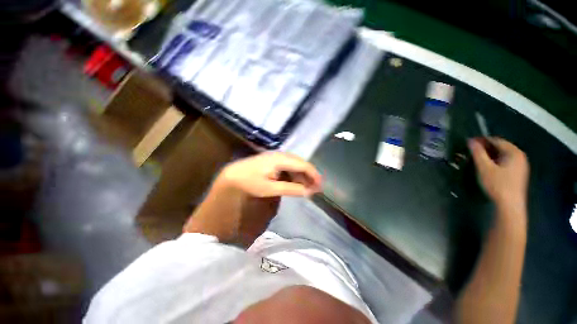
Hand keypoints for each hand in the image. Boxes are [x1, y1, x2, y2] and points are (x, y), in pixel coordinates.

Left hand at [184, 152, 321, 246]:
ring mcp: (277, 157)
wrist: (234, 175)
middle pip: (301, 164)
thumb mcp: (271, 188)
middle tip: (315, 189)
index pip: (303, 165)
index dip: (314, 175)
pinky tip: (296, 183)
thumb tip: (308, 191)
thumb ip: (291, 189)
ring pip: (296, 165)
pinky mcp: (274, 161)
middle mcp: (281, 155)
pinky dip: (295, 175)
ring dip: (302, 176)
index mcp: (281, 159)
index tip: (320, 186)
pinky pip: (289, 166)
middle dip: (309, 176)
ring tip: (307, 188)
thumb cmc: (251, 182)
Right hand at [468, 138, 528, 210]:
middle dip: (486, 147)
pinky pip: (506, 161)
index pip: (496, 140)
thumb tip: (470, 140)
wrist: (510, 205)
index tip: (469, 142)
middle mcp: (520, 156)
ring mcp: (521, 165)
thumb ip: (478, 153)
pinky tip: (488, 167)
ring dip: (490, 154)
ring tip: (478, 159)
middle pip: (501, 147)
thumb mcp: (484, 168)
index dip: (482, 140)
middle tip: (472, 151)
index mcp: (514, 152)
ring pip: (503, 155)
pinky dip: (496, 161)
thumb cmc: (497, 184)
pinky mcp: (518, 173)